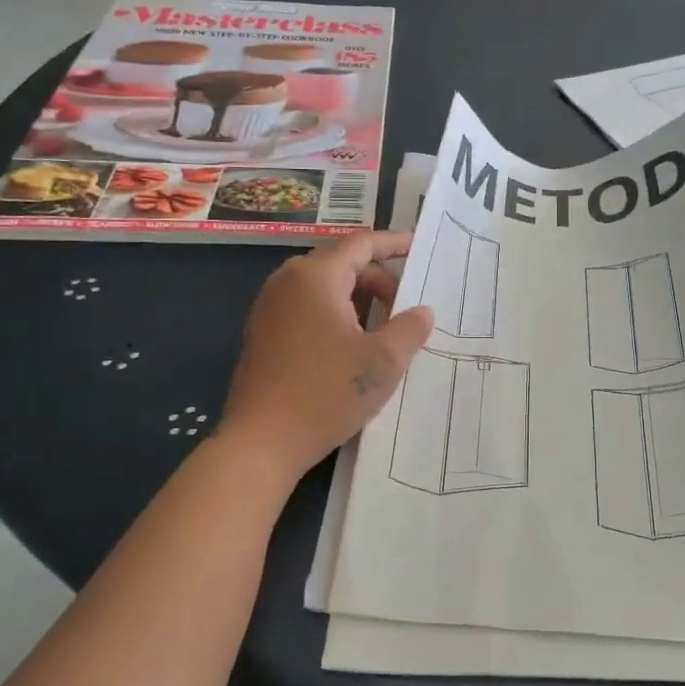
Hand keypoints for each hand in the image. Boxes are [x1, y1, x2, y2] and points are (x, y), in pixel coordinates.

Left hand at [217, 232, 432, 483]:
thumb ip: (410, 329)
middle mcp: (287, 281)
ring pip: (323, 286)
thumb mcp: (383, 362)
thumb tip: (422, 311)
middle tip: (405, 306)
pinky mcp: (262, 332)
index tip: (417, 246)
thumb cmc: (326, 393)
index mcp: (316, 277)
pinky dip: (334, 312)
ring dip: (357, 298)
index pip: (361, 244)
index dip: (393, 243)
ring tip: (382, 327)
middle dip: (378, 278)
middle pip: (341, 262)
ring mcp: (269, 307)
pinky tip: (350, 345)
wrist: (261, 442)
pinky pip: (306, 306)